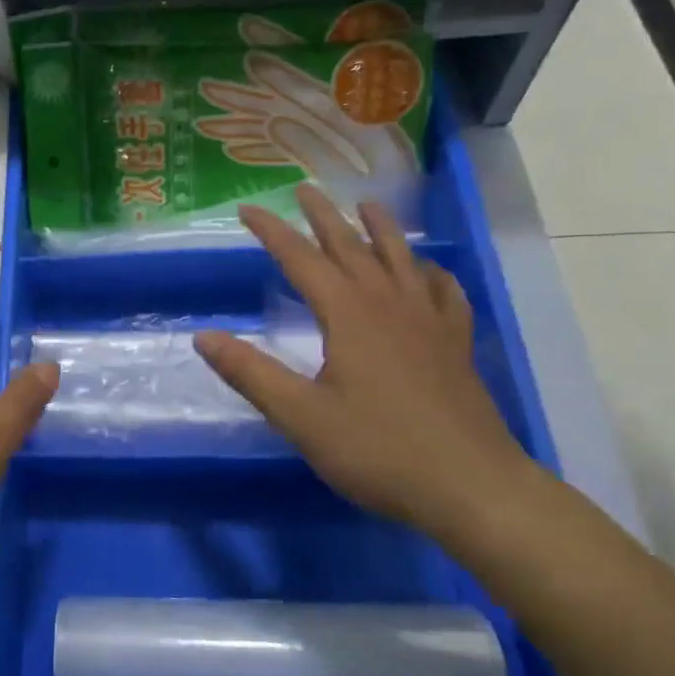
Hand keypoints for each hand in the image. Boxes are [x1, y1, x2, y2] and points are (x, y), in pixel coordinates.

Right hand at [194, 186, 534, 538]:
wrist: (472, 487)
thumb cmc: (379, 449)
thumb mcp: (301, 416)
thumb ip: (250, 374)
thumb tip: (203, 337)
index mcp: (347, 314)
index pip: (300, 259)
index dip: (271, 231)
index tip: (247, 208)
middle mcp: (388, 303)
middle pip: (351, 246)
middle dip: (324, 216)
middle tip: (305, 188)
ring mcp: (428, 321)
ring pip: (401, 258)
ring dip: (381, 228)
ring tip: (368, 204)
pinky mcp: (455, 344)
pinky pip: (445, 293)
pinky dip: (432, 273)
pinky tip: (429, 272)